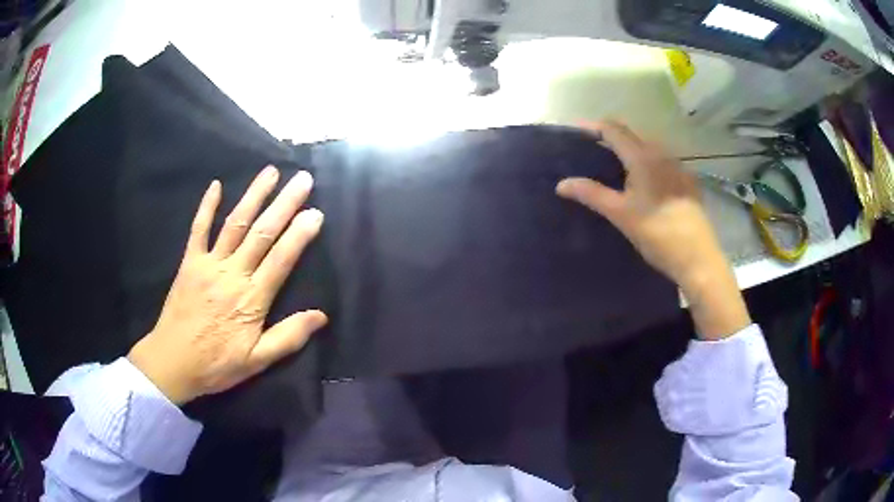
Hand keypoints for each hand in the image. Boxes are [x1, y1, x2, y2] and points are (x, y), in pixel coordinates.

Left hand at [128, 166, 326, 403]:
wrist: (173, 363)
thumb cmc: (216, 364)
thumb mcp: (257, 361)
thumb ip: (288, 337)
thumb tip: (321, 316)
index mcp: (251, 299)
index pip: (281, 260)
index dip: (299, 235)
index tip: (316, 212)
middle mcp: (232, 274)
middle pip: (262, 233)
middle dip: (284, 204)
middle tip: (302, 179)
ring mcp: (209, 264)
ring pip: (235, 224)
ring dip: (253, 196)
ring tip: (270, 172)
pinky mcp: (189, 262)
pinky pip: (198, 229)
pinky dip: (206, 207)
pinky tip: (216, 185)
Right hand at [556, 121, 750, 338]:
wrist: (697, 258)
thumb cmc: (657, 234)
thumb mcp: (620, 214)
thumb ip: (591, 194)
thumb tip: (561, 184)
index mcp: (642, 157)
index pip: (613, 129)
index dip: (592, 127)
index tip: (574, 132)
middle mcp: (661, 153)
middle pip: (631, 134)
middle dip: (609, 136)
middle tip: (589, 149)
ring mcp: (677, 166)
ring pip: (647, 146)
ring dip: (628, 148)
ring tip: (612, 164)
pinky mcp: (686, 180)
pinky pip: (661, 161)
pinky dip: (645, 162)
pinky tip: (642, 181)